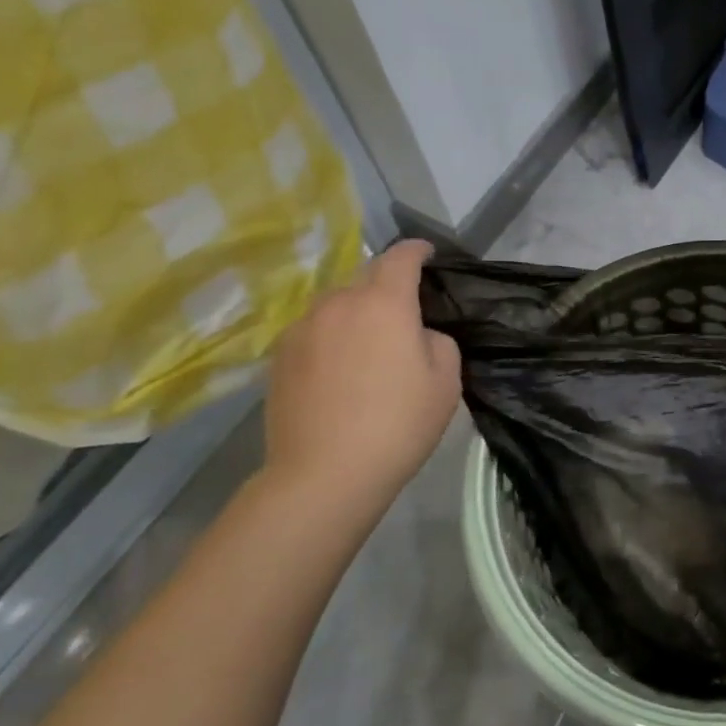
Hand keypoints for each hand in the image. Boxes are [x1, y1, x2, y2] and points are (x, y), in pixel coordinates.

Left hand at [262, 240, 461, 517]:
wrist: (324, 475)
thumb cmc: (398, 424)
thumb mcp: (446, 380)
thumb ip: (437, 340)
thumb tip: (416, 335)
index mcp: (384, 303)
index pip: (401, 257)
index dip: (417, 250)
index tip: (428, 254)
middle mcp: (337, 304)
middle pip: (365, 279)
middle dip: (387, 286)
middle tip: (405, 314)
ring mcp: (301, 329)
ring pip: (336, 306)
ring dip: (357, 313)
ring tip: (370, 346)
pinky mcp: (278, 358)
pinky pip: (314, 332)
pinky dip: (332, 338)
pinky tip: (341, 372)